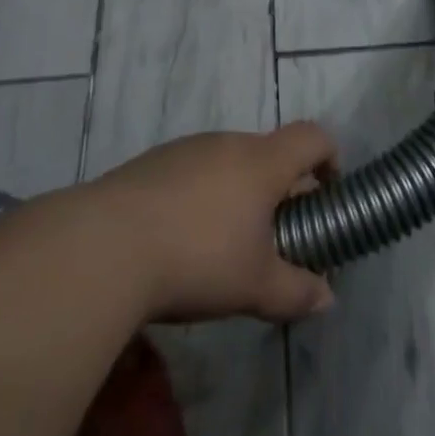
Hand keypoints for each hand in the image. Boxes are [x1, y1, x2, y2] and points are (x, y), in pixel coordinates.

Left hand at [94, 123, 338, 324]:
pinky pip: (192, 171)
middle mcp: (228, 143)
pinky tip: (180, 238)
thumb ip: (296, 291)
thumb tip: (327, 298)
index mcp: (262, 162)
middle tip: (276, 233)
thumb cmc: (197, 258)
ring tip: (225, 242)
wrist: (105, 246)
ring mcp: (186, 149)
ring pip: (228, 161)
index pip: (312, 137)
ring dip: (238, 191)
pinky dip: (201, 195)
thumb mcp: (255, 286)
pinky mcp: (151, 162)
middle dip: (280, 187)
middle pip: (269, 151)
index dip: (330, 157)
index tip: (329, 192)